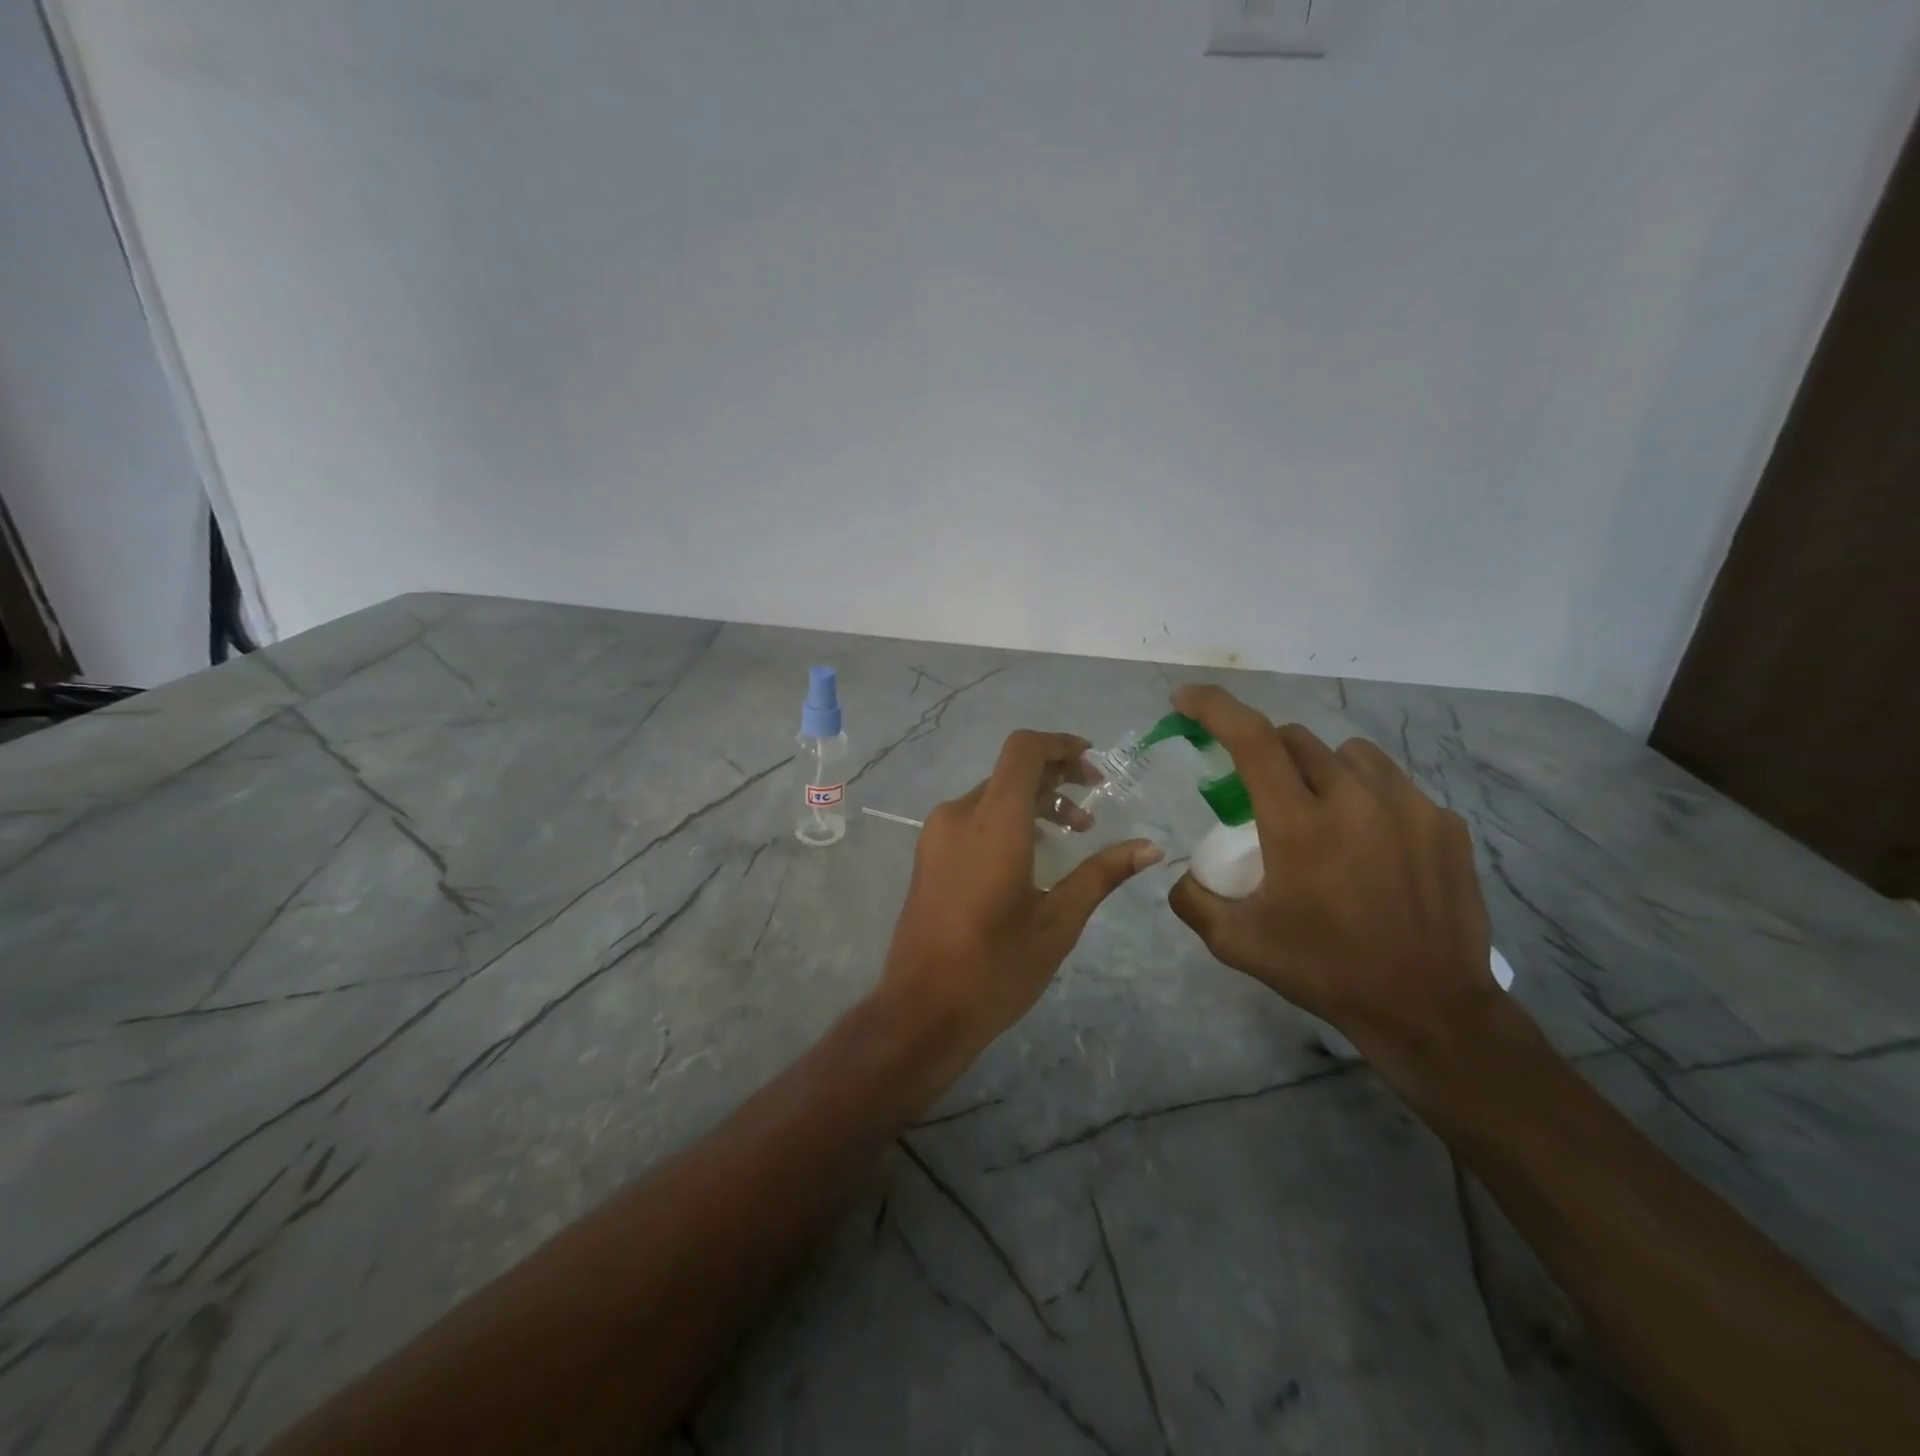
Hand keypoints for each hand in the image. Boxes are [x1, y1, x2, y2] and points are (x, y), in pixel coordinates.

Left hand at [880, 730, 1161, 1052]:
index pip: (1023, 751)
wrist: (921, 1011)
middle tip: (1094, 805)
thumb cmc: (995, 968)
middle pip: (1010, 771)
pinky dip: (1007, 819)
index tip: (1094, 765)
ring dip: (1033, 801)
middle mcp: (958, 815)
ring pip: (992, 794)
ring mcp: (937, 834)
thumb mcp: (1058, 922)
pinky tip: (1032, 855)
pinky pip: (973, 817)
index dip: (1061, 745)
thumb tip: (1150, 847)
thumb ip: (1102, 874)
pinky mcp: (928, 854)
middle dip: (1055, 778)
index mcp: (993, 822)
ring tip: (1072, 833)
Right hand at [1165, 684, 1495, 1072]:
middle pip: (1296, 739)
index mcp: (1299, 825)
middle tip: (1261, 796)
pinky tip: (1371, 846)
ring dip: (1320, 770)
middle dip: (1266, 754)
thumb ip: (1193, 899)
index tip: (1185, 699)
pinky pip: (1392, 785)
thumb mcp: (1238, 944)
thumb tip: (1182, 872)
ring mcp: (1409, 807)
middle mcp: (1355, 800)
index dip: (1213, 707)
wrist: (1429, 1009)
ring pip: (1348, 754)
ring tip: (1321, 815)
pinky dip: (1367, 799)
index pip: (1250, 738)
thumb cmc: (1324, 970)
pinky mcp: (1445, 823)